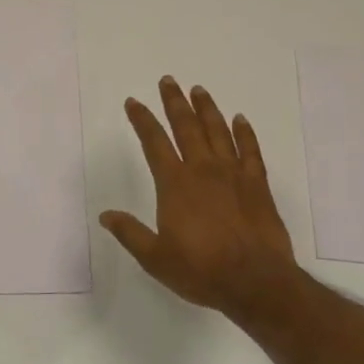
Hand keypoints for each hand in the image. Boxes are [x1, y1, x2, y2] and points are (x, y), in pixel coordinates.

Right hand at [101, 78, 302, 325]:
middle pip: (186, 127)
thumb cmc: (201, 270)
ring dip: (206, 109)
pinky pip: (250, 151)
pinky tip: (240, 119)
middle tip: (168, 81)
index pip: (154, 142)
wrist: (256, 282)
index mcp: (175, 184)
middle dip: (174, 102)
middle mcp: (202, 170)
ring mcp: (233, 175)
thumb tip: (106, 215)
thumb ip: (130, 233)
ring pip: (218, 132)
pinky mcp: (257, 185)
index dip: (142, 120)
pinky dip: (244, 133)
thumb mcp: (155, 258)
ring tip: (198, 90)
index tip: (133, 102)